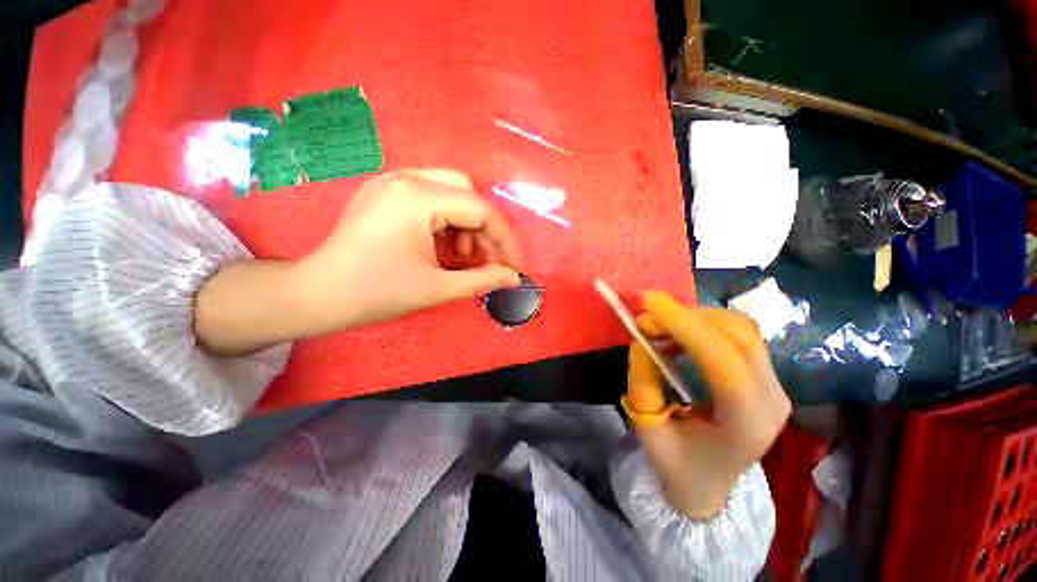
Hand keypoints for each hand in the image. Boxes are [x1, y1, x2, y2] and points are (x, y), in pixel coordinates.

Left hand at [292, 169, 523, 330]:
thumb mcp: (437, 288)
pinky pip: (431, 197)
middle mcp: (405, 179)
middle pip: (467, 192)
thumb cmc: (377, 293)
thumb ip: (483, 280)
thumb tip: (514, 277)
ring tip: (464, 257)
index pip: (480, 209)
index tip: (514, 265)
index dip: (504, 239)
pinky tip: (445, 246)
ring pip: (450, 192)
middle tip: (487, 260)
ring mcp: (392, 183)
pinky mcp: (385, 193)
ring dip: (466, 224)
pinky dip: (447, 221)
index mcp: (417, 198)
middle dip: (484, 228)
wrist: (318, 295)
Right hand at [625, 291, 789, 519]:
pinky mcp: (765, 376)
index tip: (648, 301)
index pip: (723, 360)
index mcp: (746, 424)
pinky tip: (677, 336)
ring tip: (658, 328)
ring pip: (740, 328)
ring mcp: (775, 386)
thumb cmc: (678, 466)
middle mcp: (772, 399)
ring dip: (694, 318)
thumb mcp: (648, 430)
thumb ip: (643, 384)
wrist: (709, 486)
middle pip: (738, 334)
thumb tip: (641, 343)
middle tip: (646, 318)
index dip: (684, 324)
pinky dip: (702, 325)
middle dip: (686, 316)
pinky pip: (736, 335)